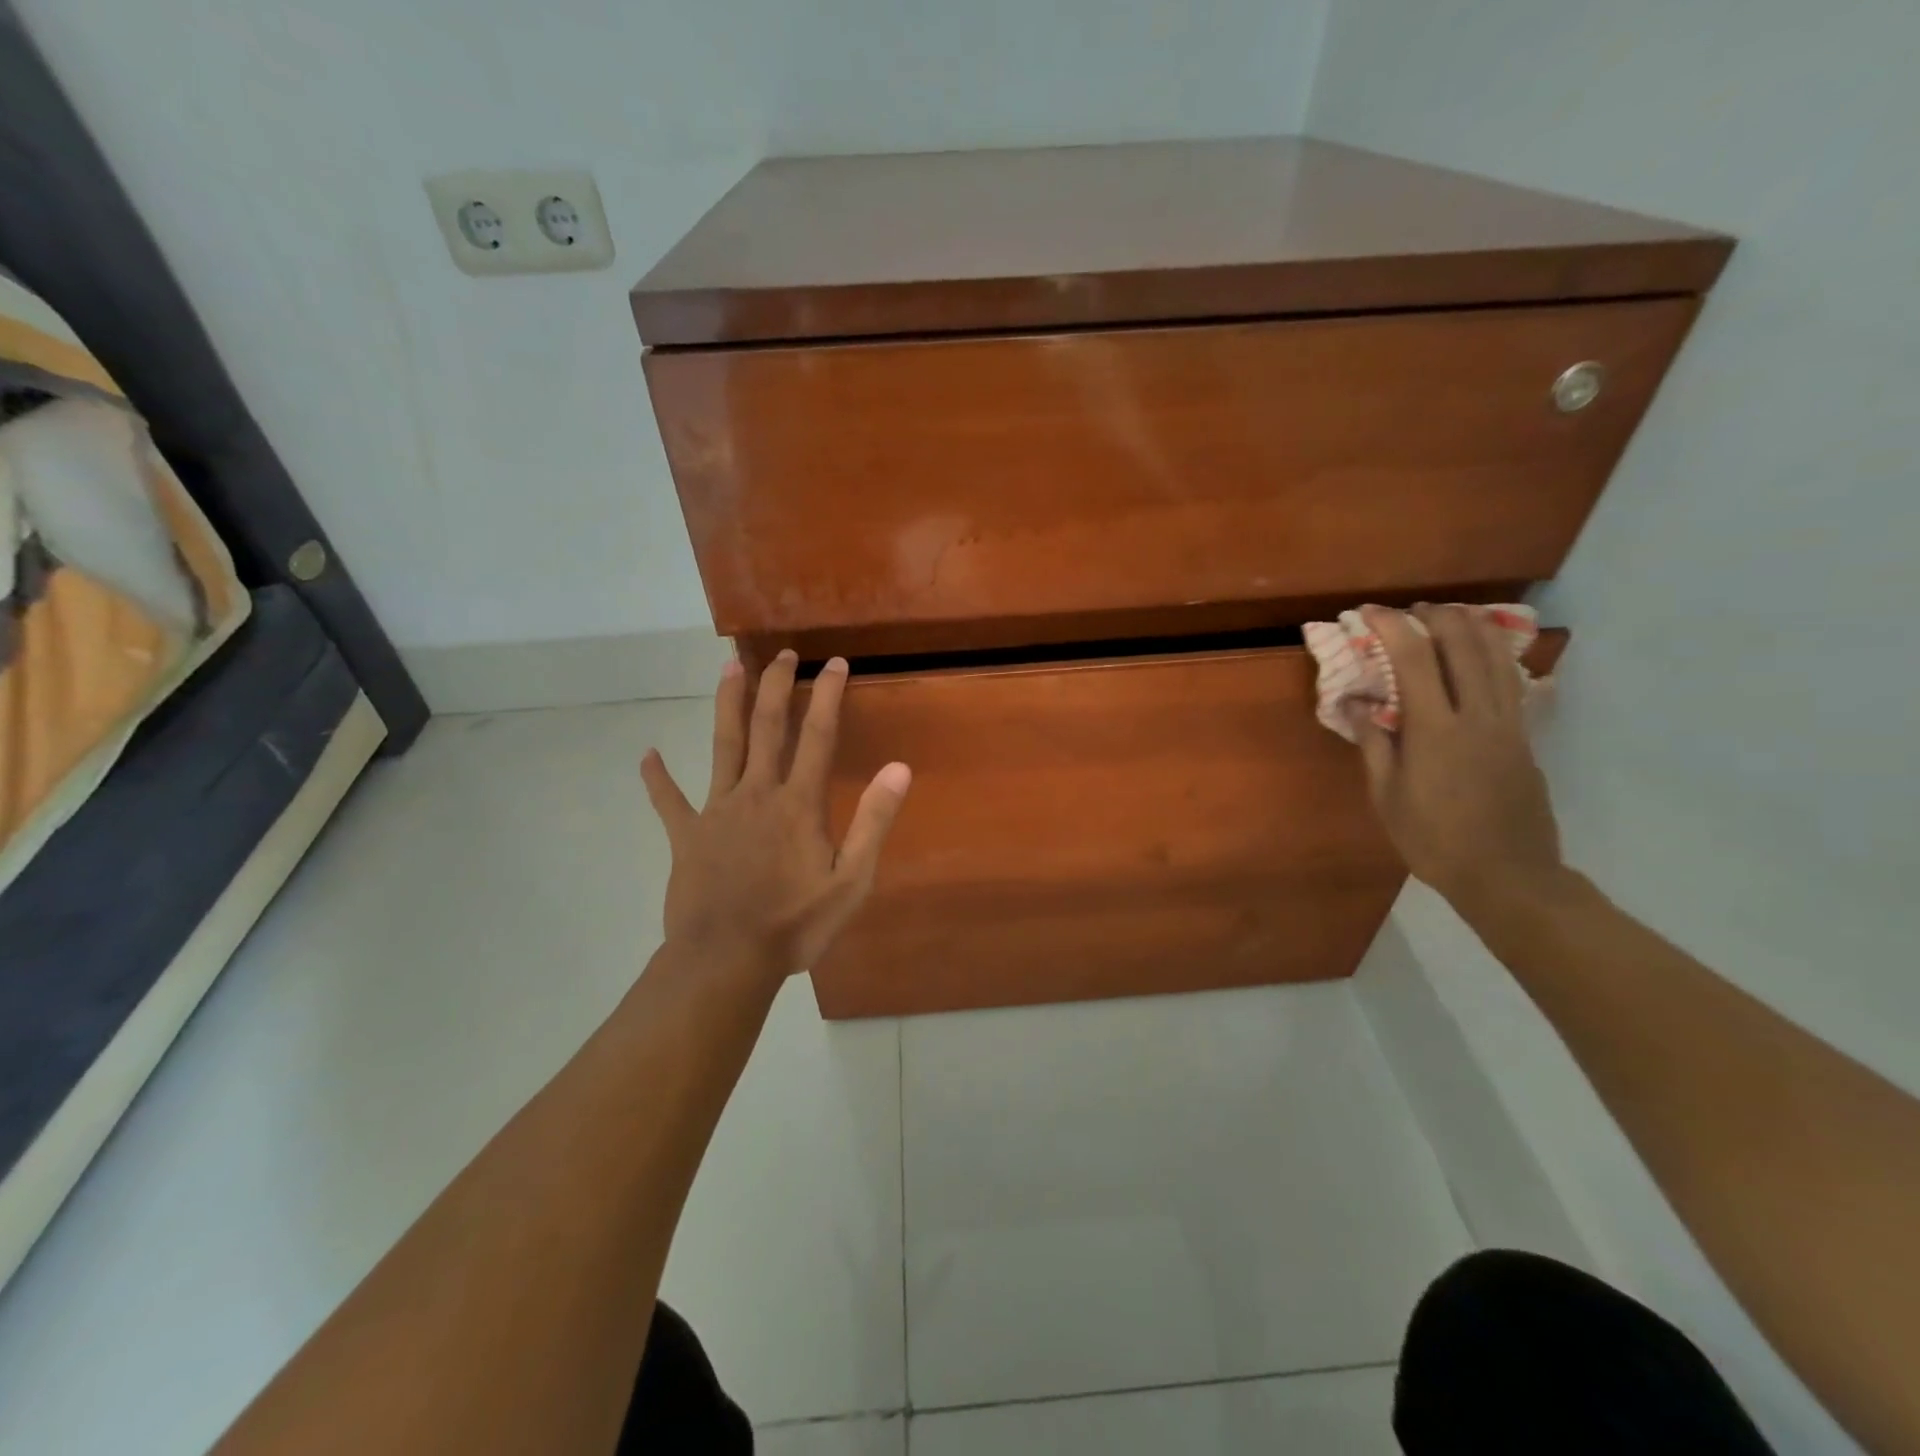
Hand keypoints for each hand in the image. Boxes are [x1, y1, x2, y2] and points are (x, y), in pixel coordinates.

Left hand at [639, 650, 910, 979]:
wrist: (726, 960)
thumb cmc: (795, 924)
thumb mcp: (851, 880)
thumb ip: (874, 821)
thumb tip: (898, 768)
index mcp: (798, 803)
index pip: (817, 736)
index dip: (827, 695)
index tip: (835, 663)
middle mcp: (756, 793)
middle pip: (766, 727)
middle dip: (776, 685)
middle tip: (782, 653)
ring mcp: (716, 812)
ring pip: (722, 746)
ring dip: (727, 704)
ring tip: (729, 667)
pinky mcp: (686, 835)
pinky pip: (669, 801)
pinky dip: (657, 778)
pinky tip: (647, 756)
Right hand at [1348, 605, 1564, 918]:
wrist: (1507, 874)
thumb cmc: (1433, 839)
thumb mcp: (1387, 796)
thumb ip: (1373, 743)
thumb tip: (1355, 703)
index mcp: (1435, 730)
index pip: (1415, 659)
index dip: (1391, 627)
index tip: (1368, 613)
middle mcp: (1477, 715)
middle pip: (1464, 644)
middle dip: (1435, 616)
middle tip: (1409, 611)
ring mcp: (1508, 724)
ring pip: (1497, 655)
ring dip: (1471, 626)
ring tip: (1447, 616)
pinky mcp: (1525, 736)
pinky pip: (1512, 680)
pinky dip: (1494, 654)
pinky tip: (1481, 653)